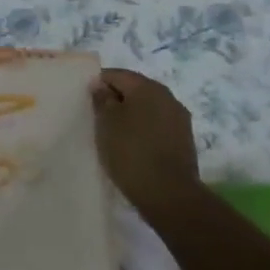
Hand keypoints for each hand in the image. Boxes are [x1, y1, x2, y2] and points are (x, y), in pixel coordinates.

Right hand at [90, 68, 202, 224]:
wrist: (169, 195)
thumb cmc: (131, 152)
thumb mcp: (106, 122)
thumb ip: (102, 99)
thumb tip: (101, 85)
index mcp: (147, 86)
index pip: (116, 74)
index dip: (98, 83)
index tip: (85, 100)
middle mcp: (167, 96)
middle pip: (134, 89)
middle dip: (115, 99)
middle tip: (97, 116)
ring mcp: (179, 118)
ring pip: (147, 108)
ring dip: (130, 115)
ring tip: (113, 133)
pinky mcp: (183, 139)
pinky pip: (157, 125)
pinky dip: (143, 129)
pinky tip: (132, 145)